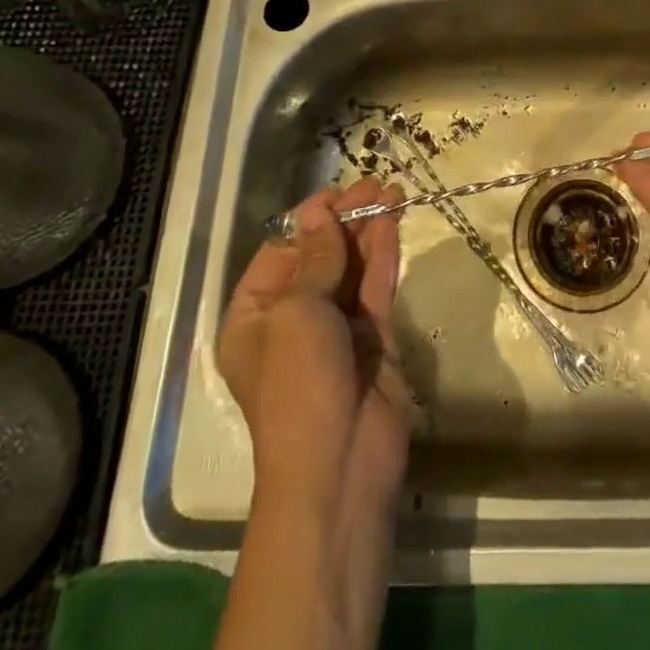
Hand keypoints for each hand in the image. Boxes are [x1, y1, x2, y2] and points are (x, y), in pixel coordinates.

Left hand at [217, 178, 411, 516]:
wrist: (340, 465)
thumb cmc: (299, 385)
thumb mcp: (298, 313)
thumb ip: (316, 259)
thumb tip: (318, 213)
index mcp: (255, 317)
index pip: (281, 253)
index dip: (308, 221)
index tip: (338, 193)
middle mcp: (293, 319)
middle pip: (320, 256)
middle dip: (345, 220)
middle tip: (375, 184)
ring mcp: (335, 329)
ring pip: (352, 267)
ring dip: (369, 230)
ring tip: (392, 191)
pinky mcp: (372, 338)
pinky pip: (375, 288)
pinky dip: (384, 255)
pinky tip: (394, 223)